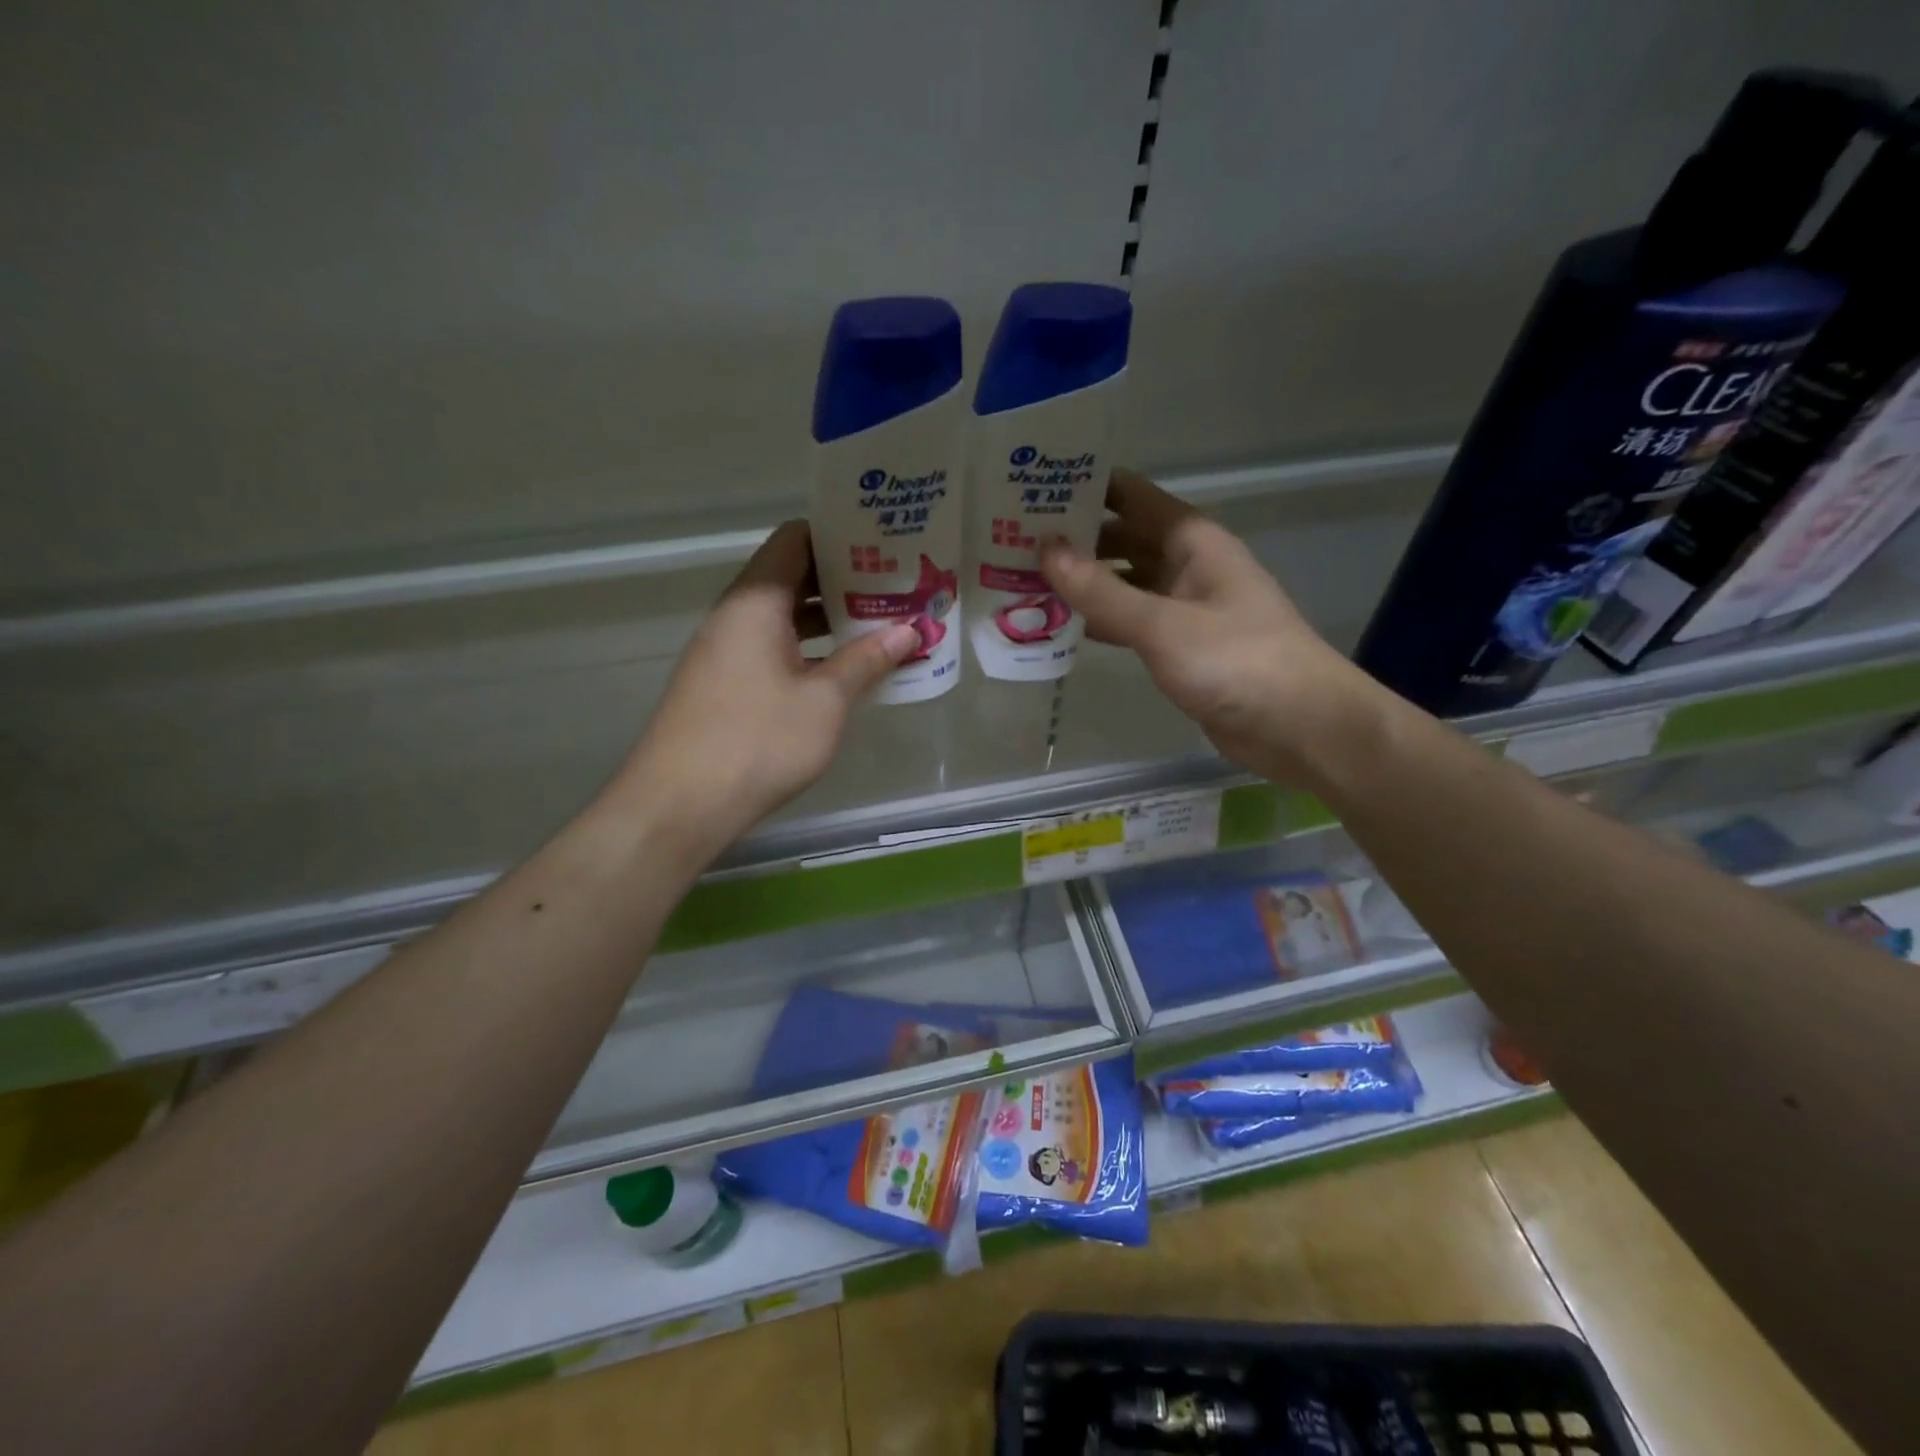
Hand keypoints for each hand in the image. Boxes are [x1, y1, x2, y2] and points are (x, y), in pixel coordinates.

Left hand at [617, 521, 918, 857]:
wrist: (680, 805)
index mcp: (755, 602)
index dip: (839, 534)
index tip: (883, 543)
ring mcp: (726, 651)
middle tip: (896, 586)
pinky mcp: (725, 684)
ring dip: (829, 618)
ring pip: (784, 616)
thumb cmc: (758, 742)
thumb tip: (910, 630)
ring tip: (881, 623)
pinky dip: (810, 648)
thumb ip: (868, 660)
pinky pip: (774, 648)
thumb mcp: (825, 701)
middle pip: (791, 576)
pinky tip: (845, 668)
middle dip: (844, 579)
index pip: (795, 539)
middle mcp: (735, 616)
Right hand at [1041, 468, 1381, 785]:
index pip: (1130, 495)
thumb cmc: (1235, 661)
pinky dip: (1099, 622)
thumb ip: (1102, 591)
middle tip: (1011, 542)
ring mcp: (1184, 607)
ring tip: (1022, 582)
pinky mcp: (1180, 646)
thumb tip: (1046, 551)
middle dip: (1073, 540)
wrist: (1298, 725)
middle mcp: (1186, 565)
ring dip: (1082, 583)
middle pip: (1121, 539)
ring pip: (1123, 583)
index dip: (1083, 487)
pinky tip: (1060, 628)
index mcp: (1191, 540)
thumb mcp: (1162, 624)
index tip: (1029, 488)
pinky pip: (1131, 622)